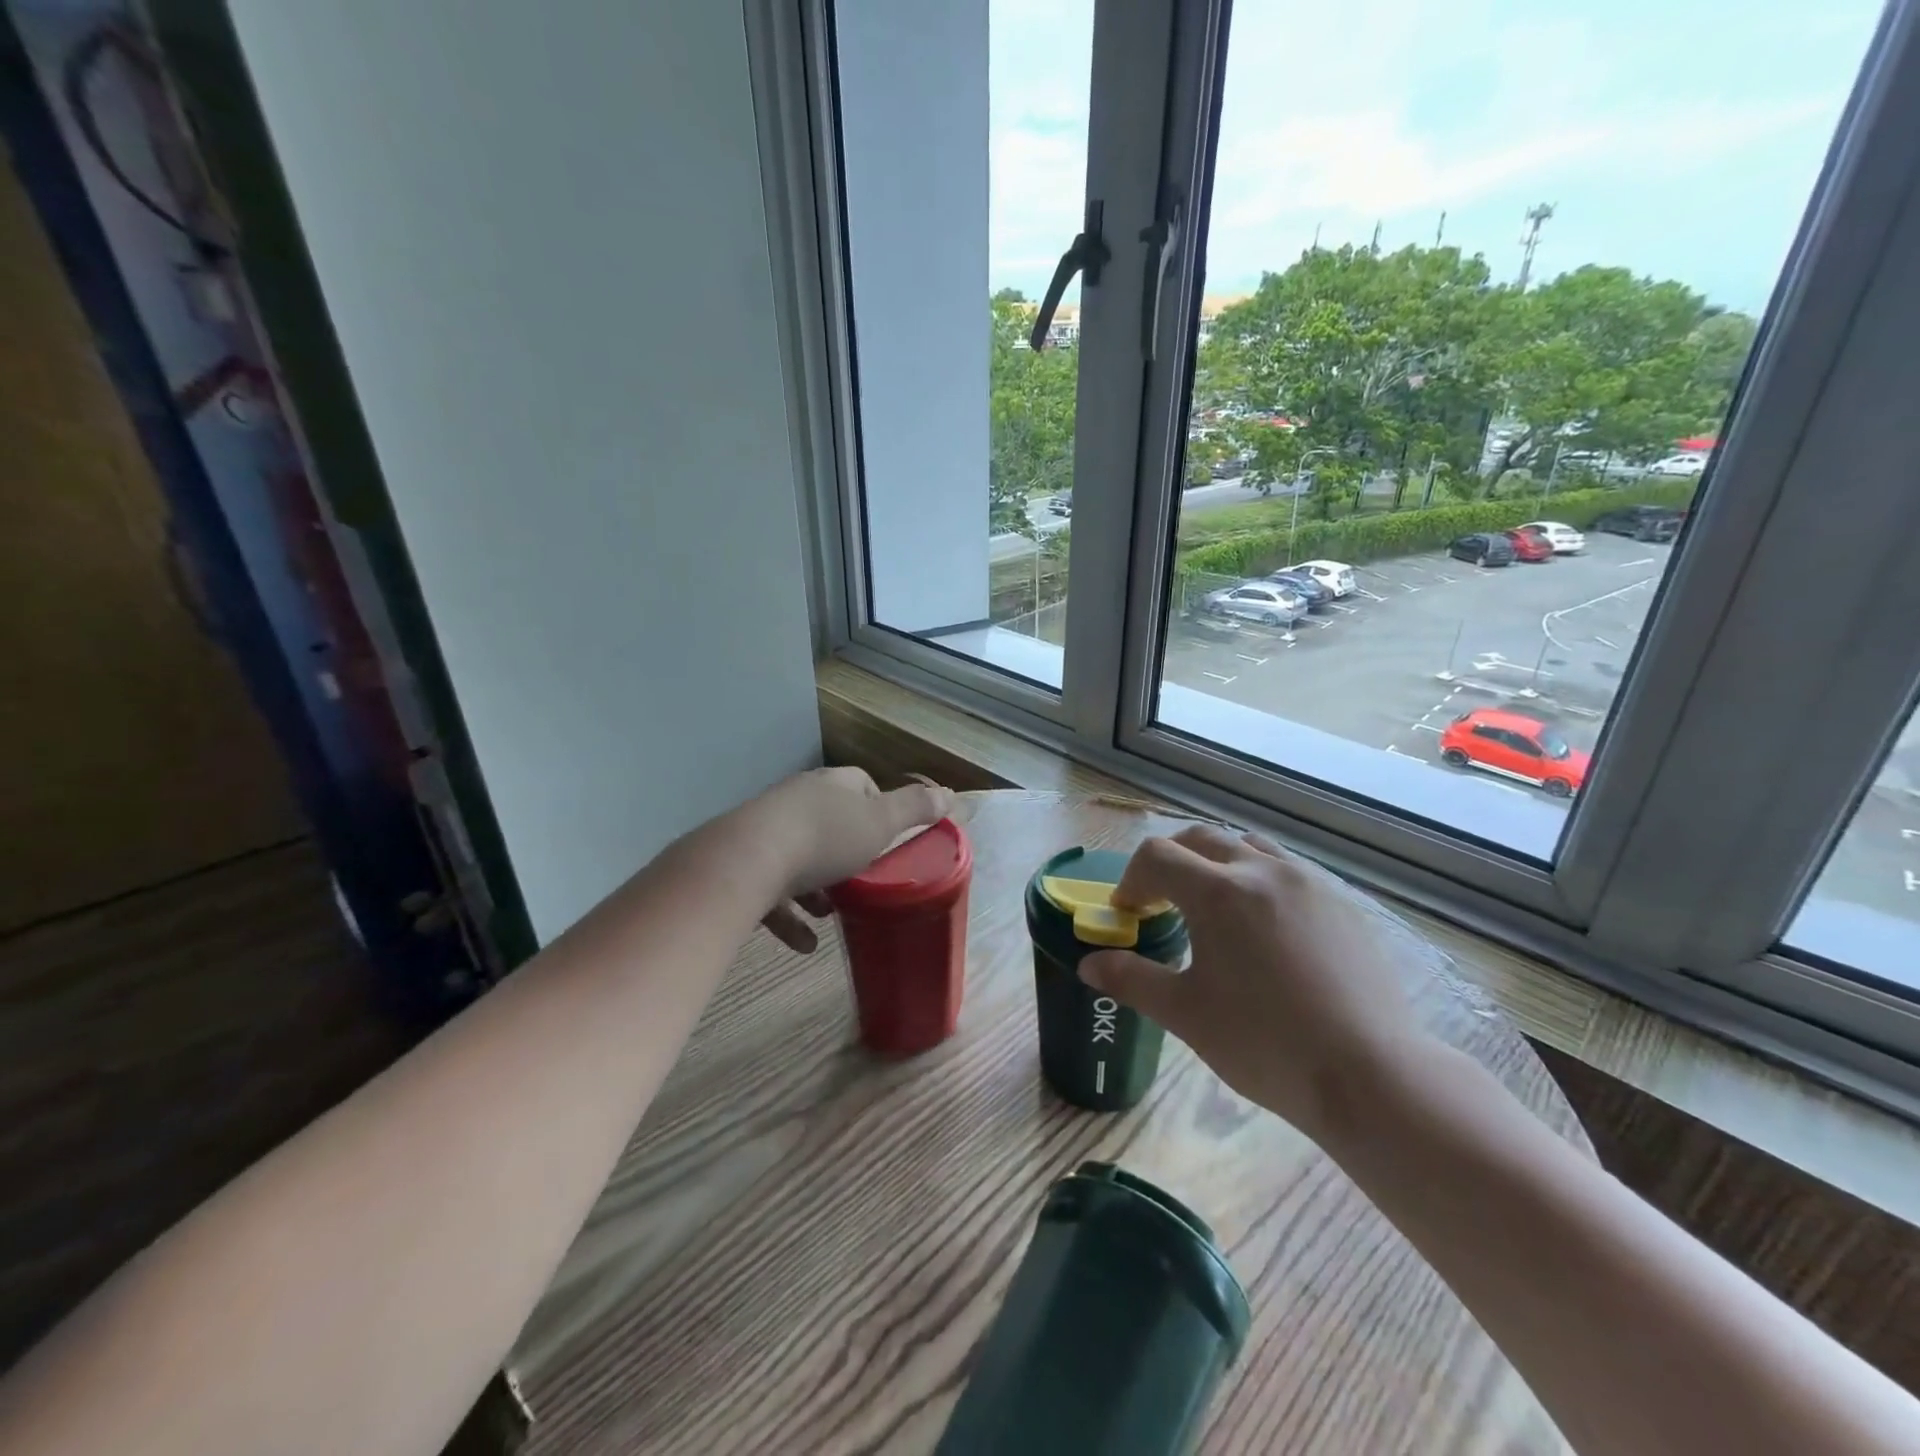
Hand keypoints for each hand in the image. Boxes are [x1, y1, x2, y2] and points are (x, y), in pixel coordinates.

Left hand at [746, 768, 953, 952]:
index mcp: (830, 786)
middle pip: (828, 819)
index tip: (890, 836)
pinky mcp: (740, 865)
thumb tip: (949, 793)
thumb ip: (915, 809)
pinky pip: (771, 891)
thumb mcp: (880, 823)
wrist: (745, 862)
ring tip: (834, 913)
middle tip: (865, 877)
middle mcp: (795, 800)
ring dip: (817, 886)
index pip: (860, 784)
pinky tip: (805, 944)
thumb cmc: (824, 838)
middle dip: (847, 850)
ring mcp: (763, 831)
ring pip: (798, 856)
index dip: (878, 807)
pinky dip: (790, 917)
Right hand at [1080, 824, 1428, 1138]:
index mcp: (1218, 892)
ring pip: (1248, 846)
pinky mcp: (1341, 902)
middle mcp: (1262, 870)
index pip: (1157, 857)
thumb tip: (1088, 963)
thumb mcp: (1185, 1013)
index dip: (1132, 880)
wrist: (1372, 1075)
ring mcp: (1308, 882)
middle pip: (1200, 838)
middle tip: (1162, 902)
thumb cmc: (1265, 1044)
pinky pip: (1288, 870)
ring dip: (1217, 864)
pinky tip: (1266, 929)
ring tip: (1214, 908)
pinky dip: (1259, 879)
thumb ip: (1131, 979)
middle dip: (1170, 862)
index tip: (1128, 914)